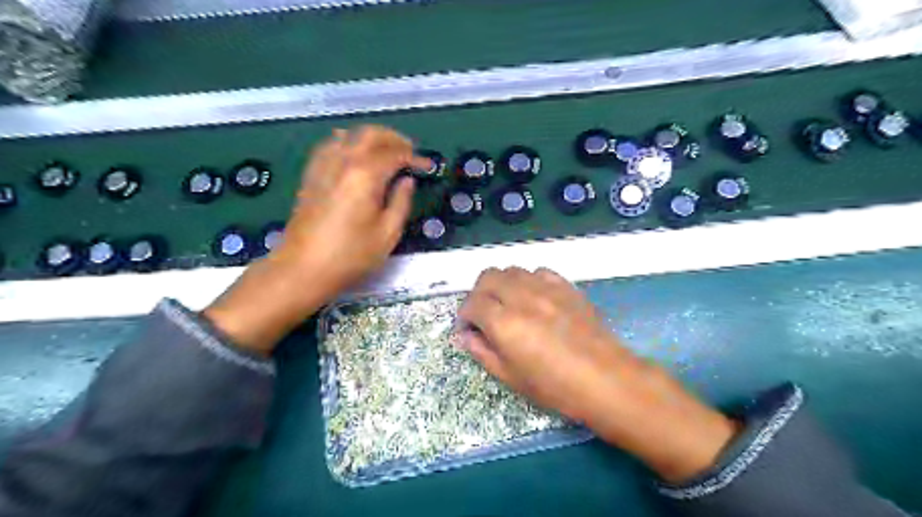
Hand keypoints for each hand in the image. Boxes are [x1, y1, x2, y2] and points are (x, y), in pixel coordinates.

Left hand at [202, 125, 425, 353]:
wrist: (303, 268)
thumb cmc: (351, 255)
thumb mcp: (387, 234)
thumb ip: (401, 202)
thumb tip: (407, 182)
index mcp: (365, 175)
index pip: (395, 154)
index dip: (414, 158)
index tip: (427, 167)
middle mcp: (343, 162)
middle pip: (370, 134)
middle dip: (394, 139)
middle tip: (410, 151)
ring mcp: (323, 166)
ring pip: (349, 135)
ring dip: (371, 138)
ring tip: (386, 152)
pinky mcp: (311, 175)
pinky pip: (330, 146)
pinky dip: (348, 143)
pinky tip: (355, 155)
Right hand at [458, 267, 739, 483]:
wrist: (605, 379)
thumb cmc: (555, 387)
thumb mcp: (511, 377)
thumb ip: (482, 352)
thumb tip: (465, 336)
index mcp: (504, 323)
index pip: (472, 303)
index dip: (464, 315)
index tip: (468, 328)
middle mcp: (521, 297)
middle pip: (488, 277)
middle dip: (479, 293)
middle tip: (483, 313)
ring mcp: (546, 288)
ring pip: (512, 270)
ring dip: (502, 284)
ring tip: (507, 304)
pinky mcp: (566, 287)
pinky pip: (538, 272)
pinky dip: (528, 281)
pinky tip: (533, 298)